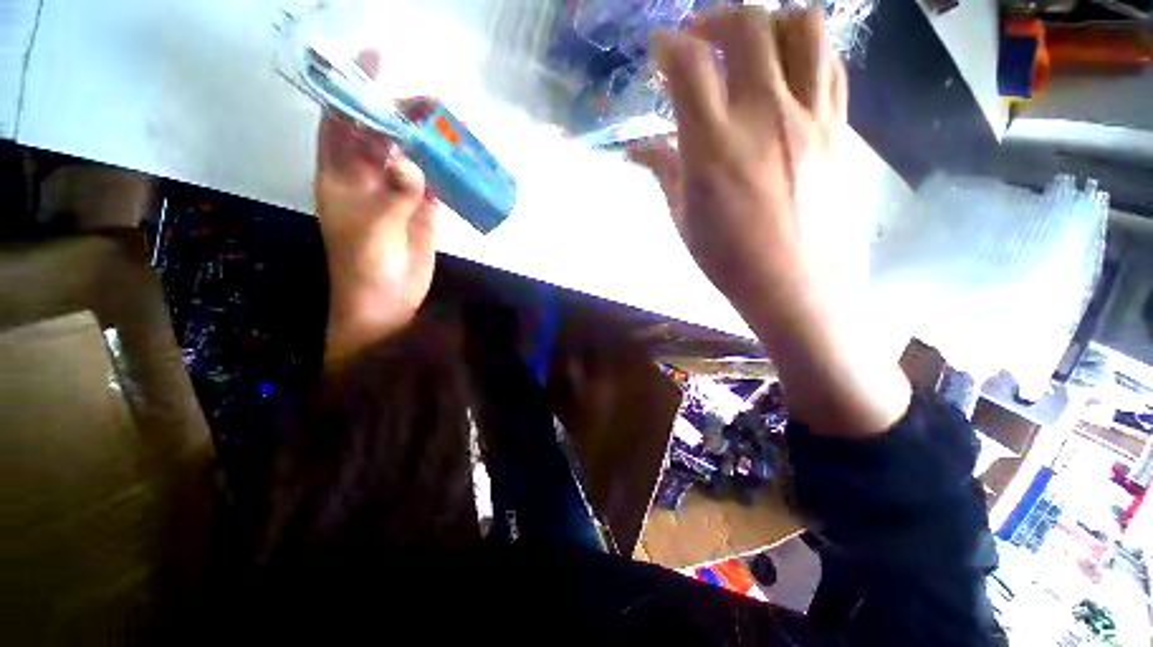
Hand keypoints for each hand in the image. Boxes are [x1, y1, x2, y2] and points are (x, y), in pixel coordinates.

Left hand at [316, 50, 437, 364]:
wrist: (387, 300)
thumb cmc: (364, 267)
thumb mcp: (372, 230)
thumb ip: (392, 195)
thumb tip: (414, 165)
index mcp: (341, 174)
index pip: (342, 119)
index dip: (356, 87)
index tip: (378, 58)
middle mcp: (368, 177)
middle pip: (386, 133)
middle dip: (406, 112)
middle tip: (436, 102)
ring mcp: (399, 194)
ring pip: (415, 156)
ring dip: (433, 142)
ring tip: (457, 126)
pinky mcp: (424, 211)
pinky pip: (436, 183)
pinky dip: (448, 171)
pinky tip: (463, 161)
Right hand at [632, 7, 845, 315]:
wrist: (796, 283)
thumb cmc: (728, 258)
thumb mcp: (684, 218)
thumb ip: (663, 172)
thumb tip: (638, 149)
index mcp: (713, 145)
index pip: (688, 65)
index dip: (668, 45)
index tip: (660, 49)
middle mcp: (763, 115)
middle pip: (747, 24)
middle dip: (716, 17)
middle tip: (703, 37)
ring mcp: (810, 116)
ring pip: (804, 26)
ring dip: (772, 23)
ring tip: (755, 46)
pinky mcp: (841, 128)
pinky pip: (831, 66)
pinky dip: (808, 55)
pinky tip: (791, 76)